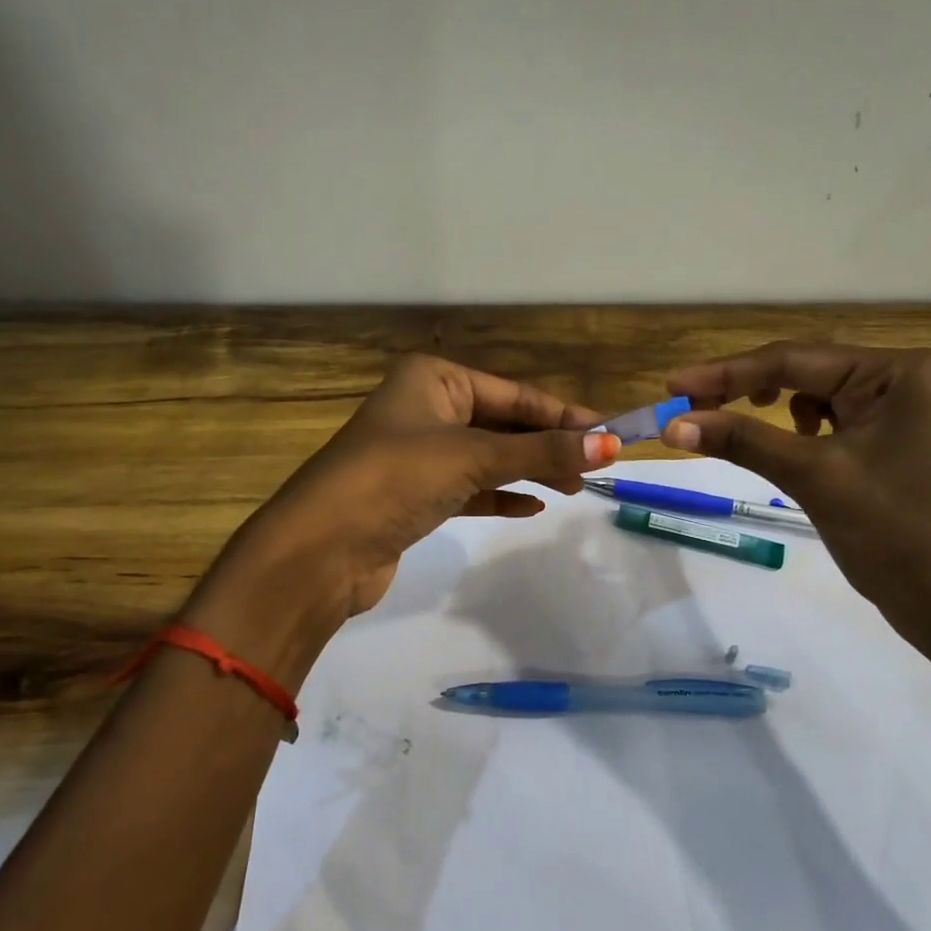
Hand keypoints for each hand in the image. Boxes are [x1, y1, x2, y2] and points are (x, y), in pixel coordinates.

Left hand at [218, 355, 618, 620]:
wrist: (320, 550)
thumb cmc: (395, 479)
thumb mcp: (472, 457)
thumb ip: (541, 452)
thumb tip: (611, 444)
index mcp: (433, 379)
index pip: (513, 393)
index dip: (563, 414)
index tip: (608, 434)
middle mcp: (425, 408)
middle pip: (502, 423)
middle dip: (547, 444)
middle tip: (596, 466)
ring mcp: (418, 453)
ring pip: (488, 456)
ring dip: (529, 470)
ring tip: (573, 488)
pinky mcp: (415, 495)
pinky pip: (470, 488)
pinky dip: (500, 495)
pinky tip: (532, 507)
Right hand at [662, 342, 930, 651]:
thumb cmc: (897, 535)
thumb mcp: (814, 477)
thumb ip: (743, 440)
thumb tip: (673, 424)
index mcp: (900, 371)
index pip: (795, 359)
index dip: (726, 372)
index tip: (671, 384)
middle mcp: (906, 379)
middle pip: (806, 371)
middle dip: (744, 388)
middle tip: (685, 404)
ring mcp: (905, 412)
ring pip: (816, 396)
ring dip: (770, 408)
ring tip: (730, 422)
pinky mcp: (896, 443)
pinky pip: (833, 422)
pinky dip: (799, 431)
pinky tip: (790, 448)